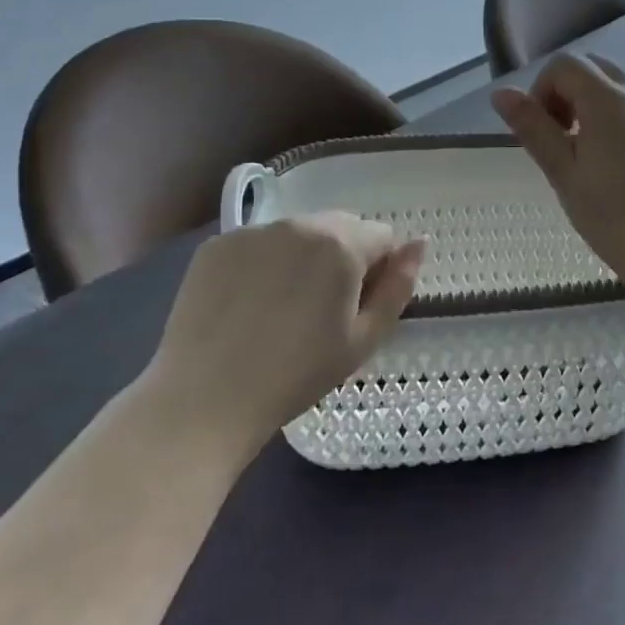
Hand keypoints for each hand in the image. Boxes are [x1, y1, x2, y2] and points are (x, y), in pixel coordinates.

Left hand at [140, 213, 425, 437]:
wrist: (204, 400)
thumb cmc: (296, 375)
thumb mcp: (363, 340)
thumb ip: (399, 286)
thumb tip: (420, 242)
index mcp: (341, 244)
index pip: (382, 236)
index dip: (378, 271)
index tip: (356, 308)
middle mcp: (299, 223)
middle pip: (341, 227)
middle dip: (343, 256)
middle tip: (322, 310)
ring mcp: (253, 231)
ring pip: (298, 233)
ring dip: (303, 257)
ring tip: (281, 309)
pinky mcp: (216, 245)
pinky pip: (258, 243)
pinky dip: (262, 263)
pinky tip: (247, 304)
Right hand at [492, 53, 624, 293]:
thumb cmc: (613, 215)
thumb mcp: (563, 173)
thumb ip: (533, 128)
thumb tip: (501, 93)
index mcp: (607, 99)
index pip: (564, 65)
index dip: (542, 89)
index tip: (542, 130)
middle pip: (592, 67)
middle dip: (566, 92)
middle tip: (560, 139)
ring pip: (616, 86)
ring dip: (591, 104)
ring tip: (586, 154)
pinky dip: (616, 117)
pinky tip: (615, 163)